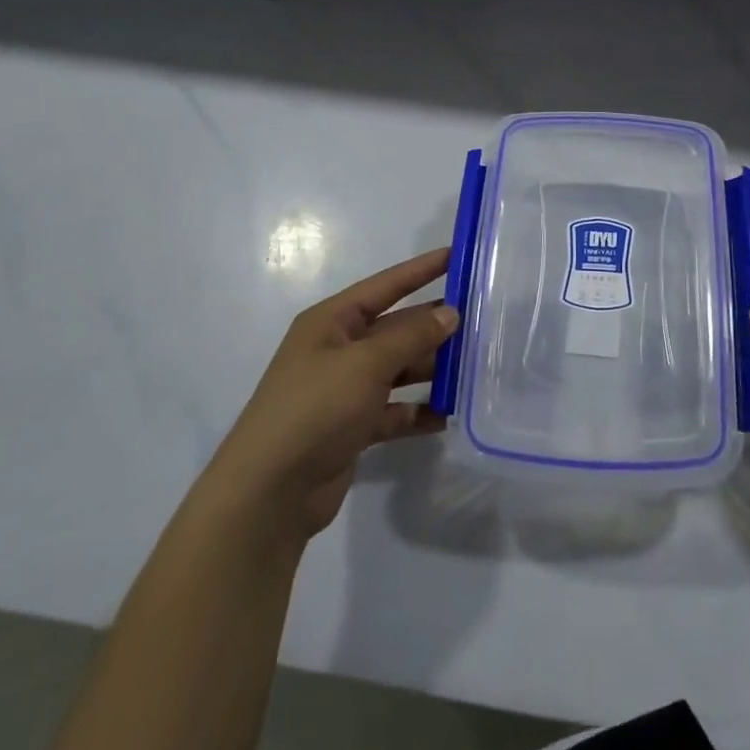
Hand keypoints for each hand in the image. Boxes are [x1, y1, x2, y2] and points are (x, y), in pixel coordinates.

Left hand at [217, 248, 457, 540]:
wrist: (269, 492)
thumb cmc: (315, 409)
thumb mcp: (366, 363)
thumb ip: (412, 336)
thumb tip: (450, 313)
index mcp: (331, 323)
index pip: (384, 286)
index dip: (420, 270)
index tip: (457, 256)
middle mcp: (338, 350)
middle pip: (395, 328)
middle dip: (433, 324)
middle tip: (480, 318)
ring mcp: (344, 390)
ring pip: (398, 369)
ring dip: (431, 369)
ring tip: (473, 366)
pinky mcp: (352, 427)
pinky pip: (394, 410)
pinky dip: (417, 412)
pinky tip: (447, 414)